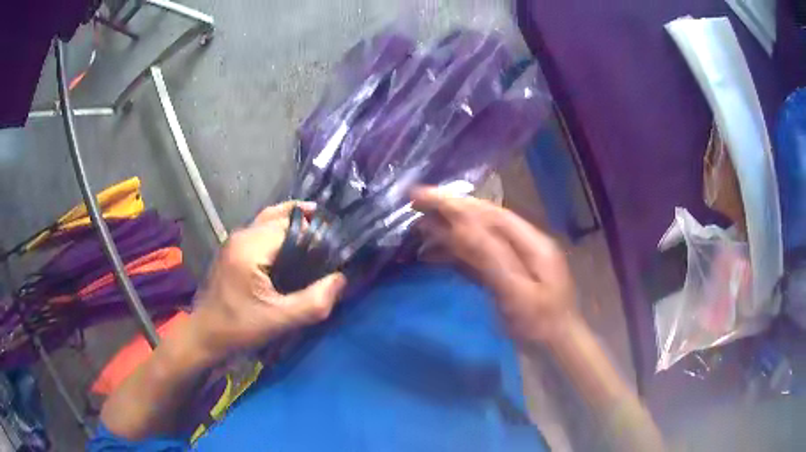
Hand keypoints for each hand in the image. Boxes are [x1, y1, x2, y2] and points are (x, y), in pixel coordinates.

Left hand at [187, 201, 346, 363]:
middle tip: (330, 240)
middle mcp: (241, 235)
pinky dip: (279, 233)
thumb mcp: (279, 320)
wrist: (205, 334)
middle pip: (280, 216)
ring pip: (269, 220)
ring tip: (316, 238)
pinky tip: (292, 249)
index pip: (291, 225)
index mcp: (250, 247)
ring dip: (292, 225)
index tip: (334, 250)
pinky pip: (261, 231)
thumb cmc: (239, 328)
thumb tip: (341, 279)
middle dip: (306, 224)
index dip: (315, 233)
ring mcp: (234, 240)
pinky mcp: (232, 249)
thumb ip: (313, 302)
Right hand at [412, 187, 577, 344]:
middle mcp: (524, 243)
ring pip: (476, 238)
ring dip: (447, 233)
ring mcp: (514, 260)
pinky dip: (453, 254)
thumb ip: (489, 257)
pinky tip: (433, 256)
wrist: (555, 349)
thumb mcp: (516, 293)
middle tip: (414, 206)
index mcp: (531, 241)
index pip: (489, 213)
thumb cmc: (539, 325)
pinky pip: (475, 258)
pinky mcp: (505, 275)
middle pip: (482, 221)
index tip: (421, 195)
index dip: (456, 202)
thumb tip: (459, 225)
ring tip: (418, 231)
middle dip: (448, 212)